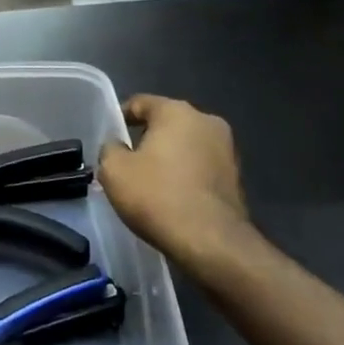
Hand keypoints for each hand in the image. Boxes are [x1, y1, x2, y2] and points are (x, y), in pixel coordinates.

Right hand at [98, 95, 259, 290]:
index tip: (108, 137)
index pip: (140, 102)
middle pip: (166, 122)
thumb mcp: (114, 170)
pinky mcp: (236, 176)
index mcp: (177, 111)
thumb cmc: (157, 196)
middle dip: (146, 138)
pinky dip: (184, 174)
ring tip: (147, 181)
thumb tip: (117, 146)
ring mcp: (226, 149)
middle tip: (126, 161)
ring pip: (186, 145)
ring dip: (168, 157)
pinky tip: (170, 196)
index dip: (120, 117)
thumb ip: (109, 148)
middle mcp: (207, 121)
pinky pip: (200, 166)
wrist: (211, 241)